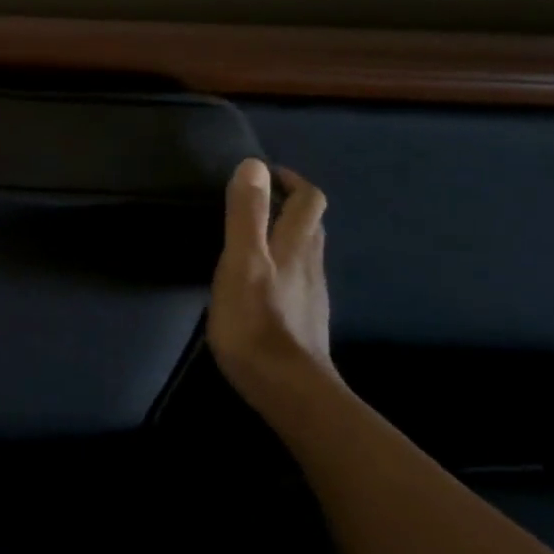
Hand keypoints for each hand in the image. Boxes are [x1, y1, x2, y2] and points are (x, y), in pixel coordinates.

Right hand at [206, 159, 336, 406]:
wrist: (287, 388)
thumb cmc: (255, 322)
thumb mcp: (242, 262)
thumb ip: (246, 215)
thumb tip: (253, 164)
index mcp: (295, 247)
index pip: (308, 201)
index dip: (292, 181)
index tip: (267, 173)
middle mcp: (310, 266)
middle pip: (311, 226)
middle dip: (291, 206)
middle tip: (260, 201)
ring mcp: (310, 296)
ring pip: (306, 254)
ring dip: (287, 236)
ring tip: (256, 238)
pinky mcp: (303, 320)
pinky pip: (298, 281)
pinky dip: (283, 267)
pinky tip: (262, 283)